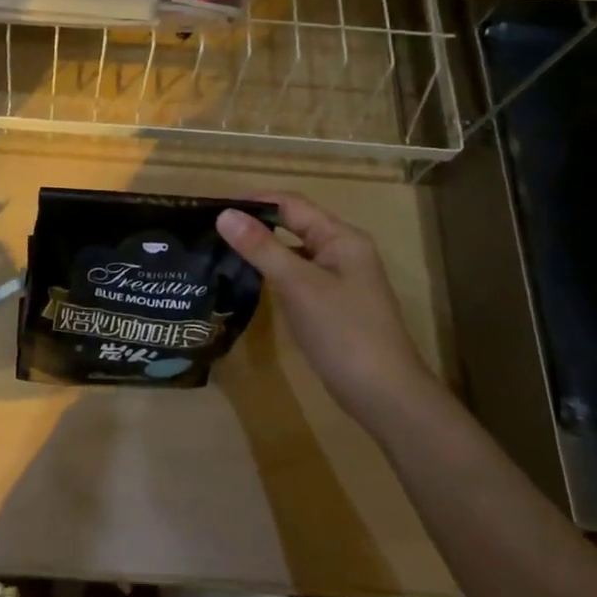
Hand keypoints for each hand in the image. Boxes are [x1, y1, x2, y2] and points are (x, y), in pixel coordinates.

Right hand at [217, 194, 437, 418]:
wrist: (383, 394)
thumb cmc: (343, 332)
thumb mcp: (298, 285)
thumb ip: (261, 248)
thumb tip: (225, 214)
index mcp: (341, 238)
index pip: (292, 204)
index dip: (254, 201)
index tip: (214, 207)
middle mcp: (343, 251)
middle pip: (294, 225)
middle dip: (256, 224)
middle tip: (213, 230)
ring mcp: (339, 280)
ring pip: (295, 253)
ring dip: (263, 249)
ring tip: (222, 252)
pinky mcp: (332, 306)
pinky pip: (298, 278)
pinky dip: (274, 275)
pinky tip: (250, 283)